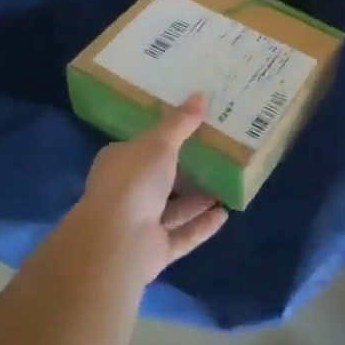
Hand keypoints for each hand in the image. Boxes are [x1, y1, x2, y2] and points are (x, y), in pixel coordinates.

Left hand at [59, 94, 227, 290]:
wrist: (117, 241)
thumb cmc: (133, 181)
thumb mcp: (159, 143)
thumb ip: (180, 122)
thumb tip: (201, 95)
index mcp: (119, 162)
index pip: (143, 147)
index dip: (166, 138)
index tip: (193, 129)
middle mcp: (127, 192)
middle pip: (161, 178)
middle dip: (187, 171)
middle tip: (218, 156)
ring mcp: (140, 224)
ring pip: (173, 209)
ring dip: (198, 199)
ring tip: (228, 185)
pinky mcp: (154, 249)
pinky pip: (183, 234)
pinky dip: (202, 225)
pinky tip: (225, 214)